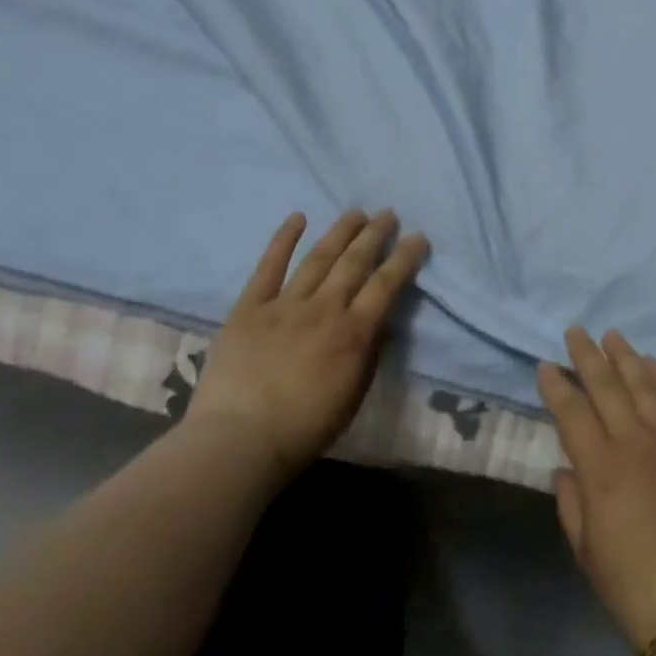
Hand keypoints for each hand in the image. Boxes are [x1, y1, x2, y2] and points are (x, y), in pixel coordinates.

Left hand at [189, 209, 429, 477]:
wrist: (238, 442)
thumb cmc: (304, 428)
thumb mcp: (353, 395)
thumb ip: (370, 354)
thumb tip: (382, 322)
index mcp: (353, 333)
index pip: (387, 284)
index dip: (405, 258)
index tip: (418, 237)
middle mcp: (324, 309)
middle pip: (355, 262)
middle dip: (375, 234)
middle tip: (388, 214)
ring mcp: (285, 305)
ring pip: (319, 258)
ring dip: (340, 232)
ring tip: (356, 213)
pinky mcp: (249, 309)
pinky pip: (268, 268)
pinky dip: (284, 240)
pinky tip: (297, 218)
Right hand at [538, 328, 655, 651]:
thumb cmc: (632, 585)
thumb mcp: (586, 550)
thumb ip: (572, 502)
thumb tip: (568, 468)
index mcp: (602, 467)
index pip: (573, 412)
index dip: (557, 386)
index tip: (546, 365)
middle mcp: (636, 442)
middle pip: (608, 386)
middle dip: (588, 355)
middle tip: (576, 330)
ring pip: (645, 385)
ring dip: (626, 357)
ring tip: (613, 335)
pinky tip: (653, 366)